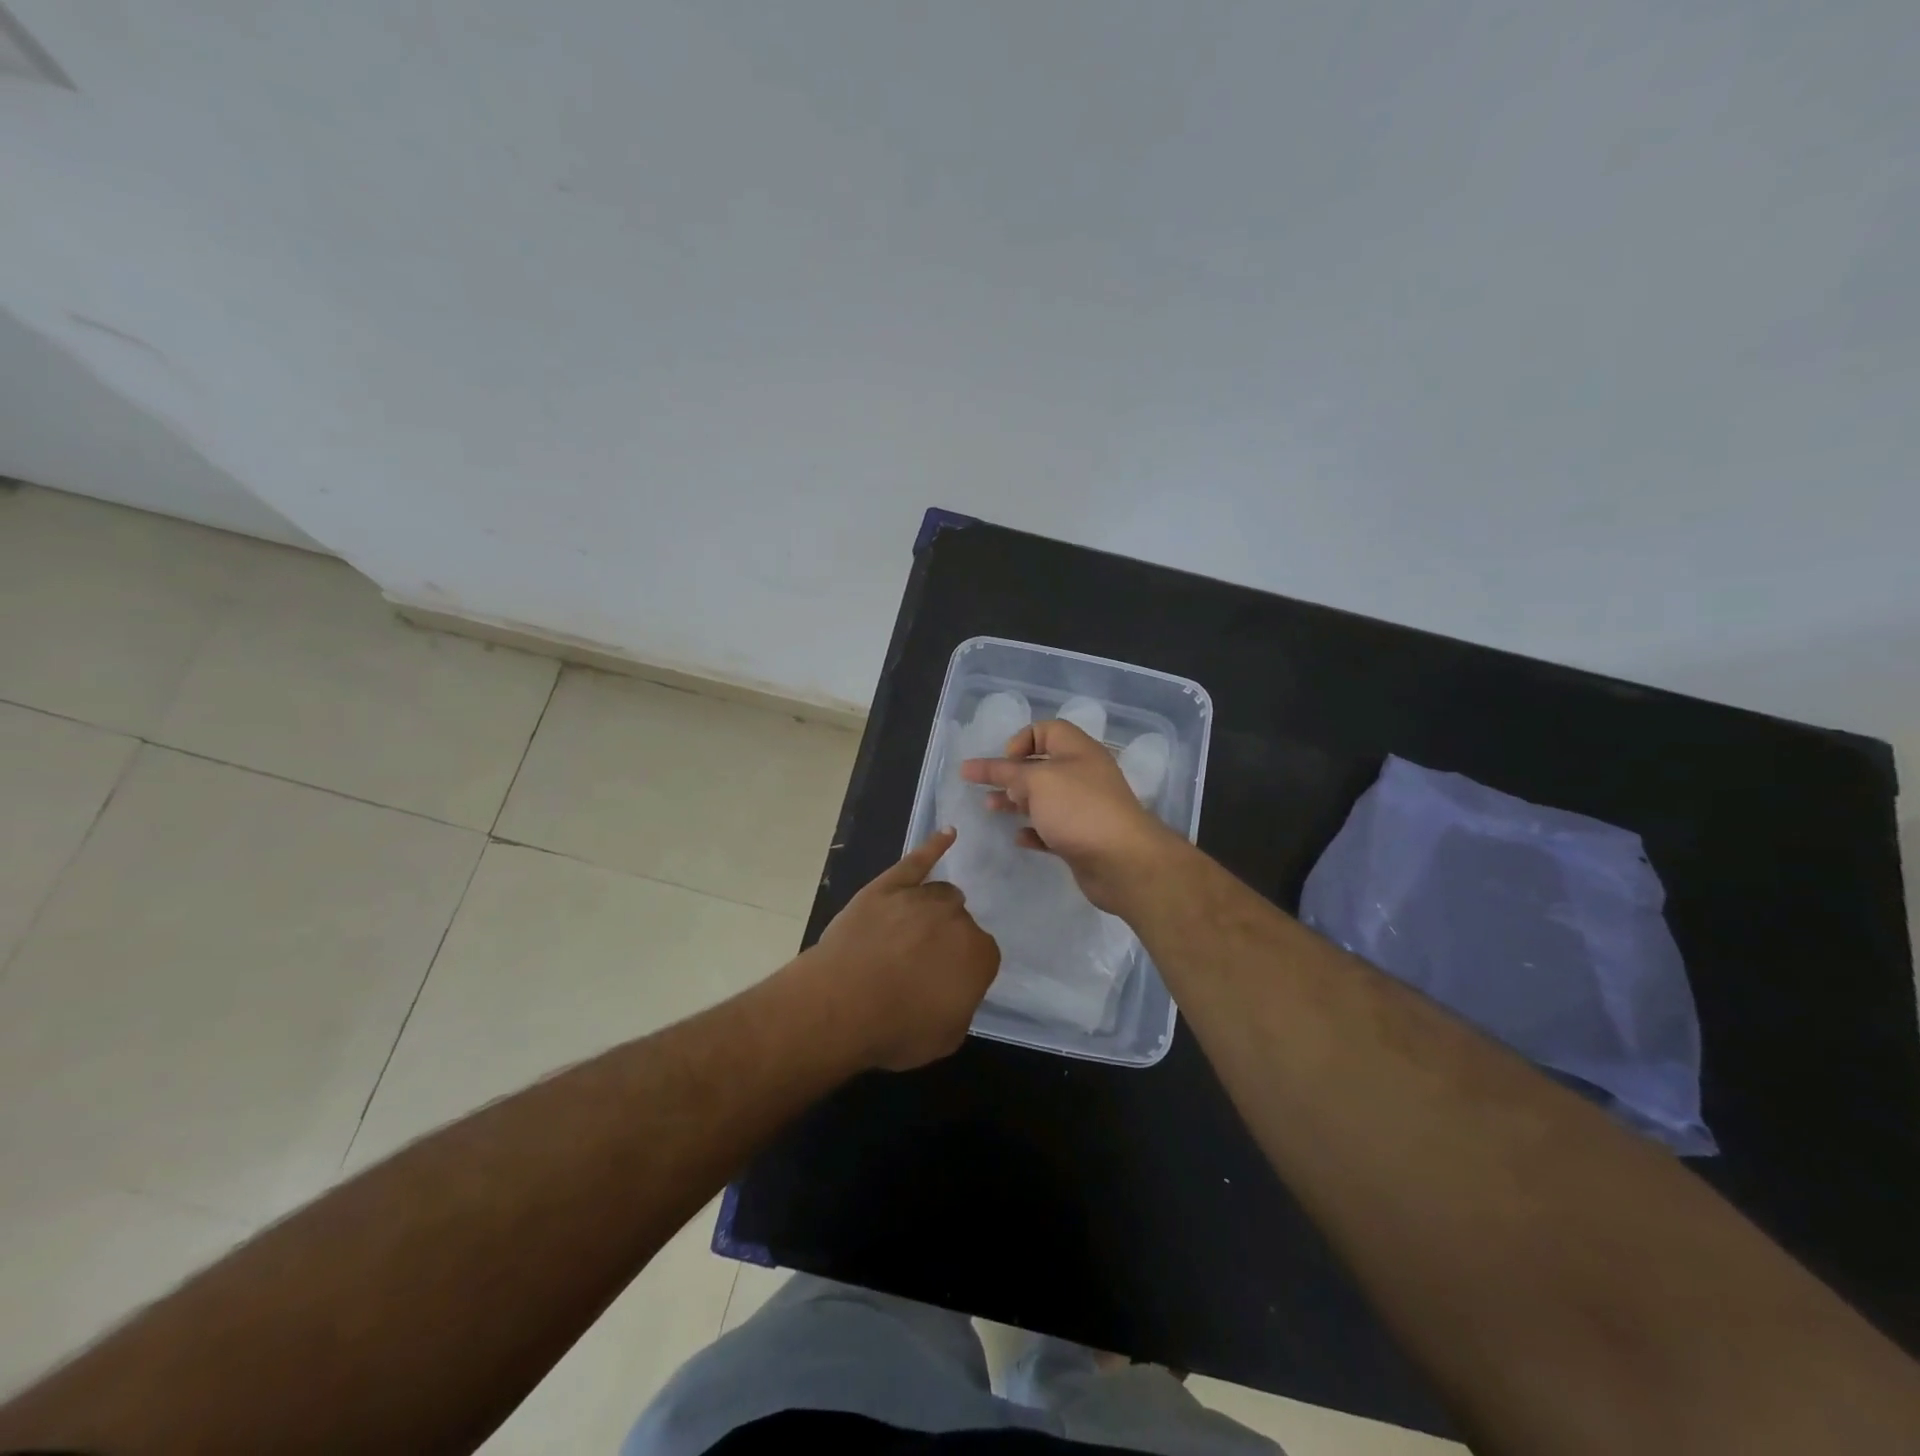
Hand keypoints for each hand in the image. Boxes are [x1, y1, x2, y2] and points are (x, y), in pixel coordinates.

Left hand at [808, 829, 1000, 1070]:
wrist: (842, 1004)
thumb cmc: (897, 1029)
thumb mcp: (946, 1036)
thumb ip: (961, 1004)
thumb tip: (955, 987)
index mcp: (979, 954)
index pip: (982, 956)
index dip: (961, 972)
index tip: (943, 985)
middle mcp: (957, 918)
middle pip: (960, 923)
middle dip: (946, 941)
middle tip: (921, 965)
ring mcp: (921, 897)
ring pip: (941, 895)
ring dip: (935, 910)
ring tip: (915, 931)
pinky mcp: (889, 885)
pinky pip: (917, 861)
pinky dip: (934, 846)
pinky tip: (948, 834)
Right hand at [960, 719, 1180, 913]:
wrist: (1122, 862)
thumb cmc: (1079, 809)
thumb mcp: (1037, 781)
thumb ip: (1005, 772)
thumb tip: (977, 766)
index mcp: (1078, 751)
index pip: (1047, 730)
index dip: (1022, 739)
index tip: (1006, 761)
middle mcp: (1083, 775)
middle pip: (1042, 766)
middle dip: (1011, 774)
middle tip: (986, 786)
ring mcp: (1084, 808)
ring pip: (1044, 799)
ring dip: (1016, 802)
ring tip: (991, 809)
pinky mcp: (1081, 838)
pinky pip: (1051, 829)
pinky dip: (1033, 830)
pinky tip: (1018, 837)